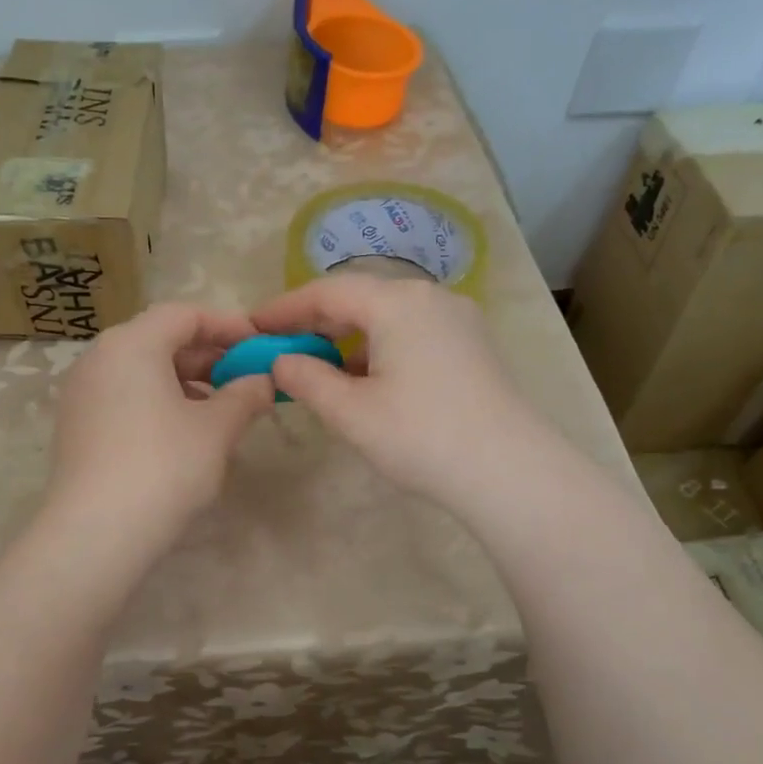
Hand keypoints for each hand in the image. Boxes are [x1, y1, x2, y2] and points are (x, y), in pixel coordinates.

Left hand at [46, 303, 273, 538]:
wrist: (96, 533)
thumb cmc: (163, 466)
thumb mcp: (216, 429)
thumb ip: (245, 395)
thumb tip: (264, 381)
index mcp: (131, 344)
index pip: (185, 314)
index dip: (228, 325)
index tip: (259, 345)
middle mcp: (99, 357)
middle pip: (160, 339)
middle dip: (208, 356)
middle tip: (245, 379)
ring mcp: (82, 392)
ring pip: (142, 370)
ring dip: (186, 381)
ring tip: (221, 409)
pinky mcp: (76, 425)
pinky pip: (124, 396)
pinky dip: (159, 401)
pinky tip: (185, 432)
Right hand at [251, 277, 549, 514]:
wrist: (510, 472)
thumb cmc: (422, 437)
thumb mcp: (351, 412)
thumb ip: (307, 379)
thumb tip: (281, 361)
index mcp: (398, 303)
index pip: (327, 291)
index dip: (284, 308)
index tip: (252, 326)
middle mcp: (429, 297)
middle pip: (359, 298)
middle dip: (315, 321)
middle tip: (278, 346)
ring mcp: (456, 319)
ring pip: (386, 315)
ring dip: (346, 336)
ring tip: (315, 364)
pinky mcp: (471, 344)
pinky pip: (411, 331)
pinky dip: (378, 346)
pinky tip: (363, 376)